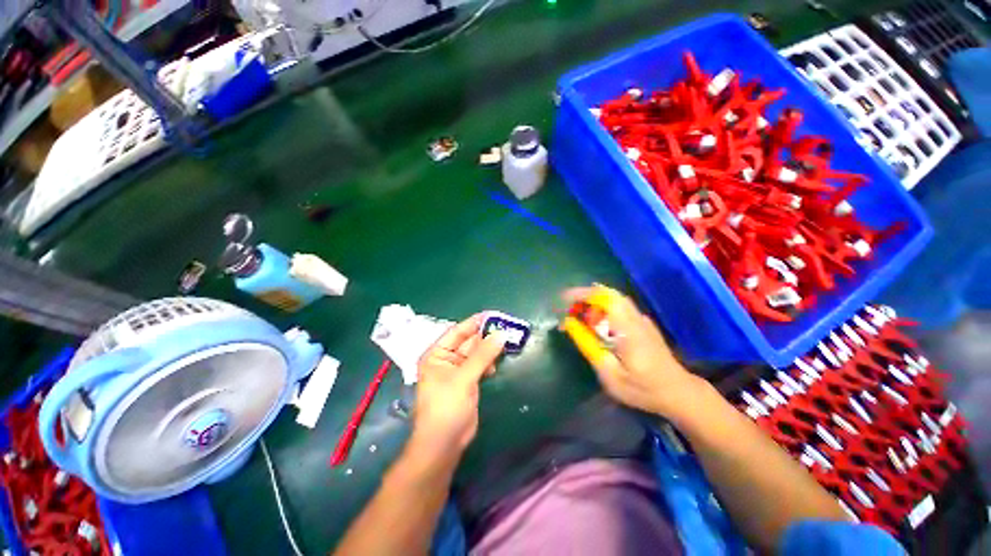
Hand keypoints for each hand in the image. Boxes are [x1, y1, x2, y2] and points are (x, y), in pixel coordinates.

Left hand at [411, 315, 505, 455]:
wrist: (444, 444)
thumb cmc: (446, 407)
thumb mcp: (464, 378)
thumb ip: (483, 355)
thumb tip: (501, 334)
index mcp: (437, 354)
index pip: (457, 331)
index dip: (474, 322)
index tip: (493, 314)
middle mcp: (446, 359)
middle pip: (468, 341)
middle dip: (485, 336)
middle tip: (505, 328)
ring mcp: (458, 370)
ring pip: (476, 353)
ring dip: (489, 349)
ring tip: (505, 344)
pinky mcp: (468, 381)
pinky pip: (480, 365)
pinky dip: (488, 362)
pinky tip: (496, 365)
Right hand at [562, 285, 704, 419]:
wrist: (678, 392)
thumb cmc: (642, 388)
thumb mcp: (610, 375)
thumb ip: (589, 347)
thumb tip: (569, 324)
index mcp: (627, 329)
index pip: (603, 299)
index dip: (580, 295)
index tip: (562, 301)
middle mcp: (635, 318)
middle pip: (607, 294)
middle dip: (583, 296)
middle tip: (567, 308)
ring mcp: (641, 318)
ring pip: (613, 298)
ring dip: (592, 301)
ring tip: (577, 314)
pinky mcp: (642, 322)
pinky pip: (618, 305)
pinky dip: (601, 306)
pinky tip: (594, 320)